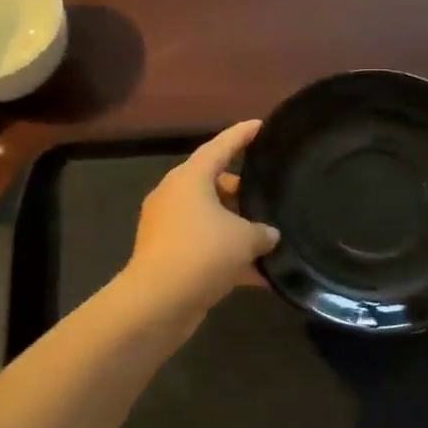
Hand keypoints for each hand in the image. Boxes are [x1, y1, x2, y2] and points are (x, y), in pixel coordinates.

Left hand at [124, 120, 279, 315]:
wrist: (157, 303)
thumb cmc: (201, 254)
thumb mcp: (244, 239)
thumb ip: (262, 231)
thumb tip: (269, 234)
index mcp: (189, 179)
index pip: (220, 146)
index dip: (242, 135)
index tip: (261, 125)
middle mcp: (175, 196)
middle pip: (213, 183)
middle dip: (242, 189)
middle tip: (270, 193)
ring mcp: (168, 227)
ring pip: (210, 218)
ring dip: (236, 226)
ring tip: (269, 235)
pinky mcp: (168, 256)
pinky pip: (205, 246)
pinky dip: (228, 255)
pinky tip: (258, 274)